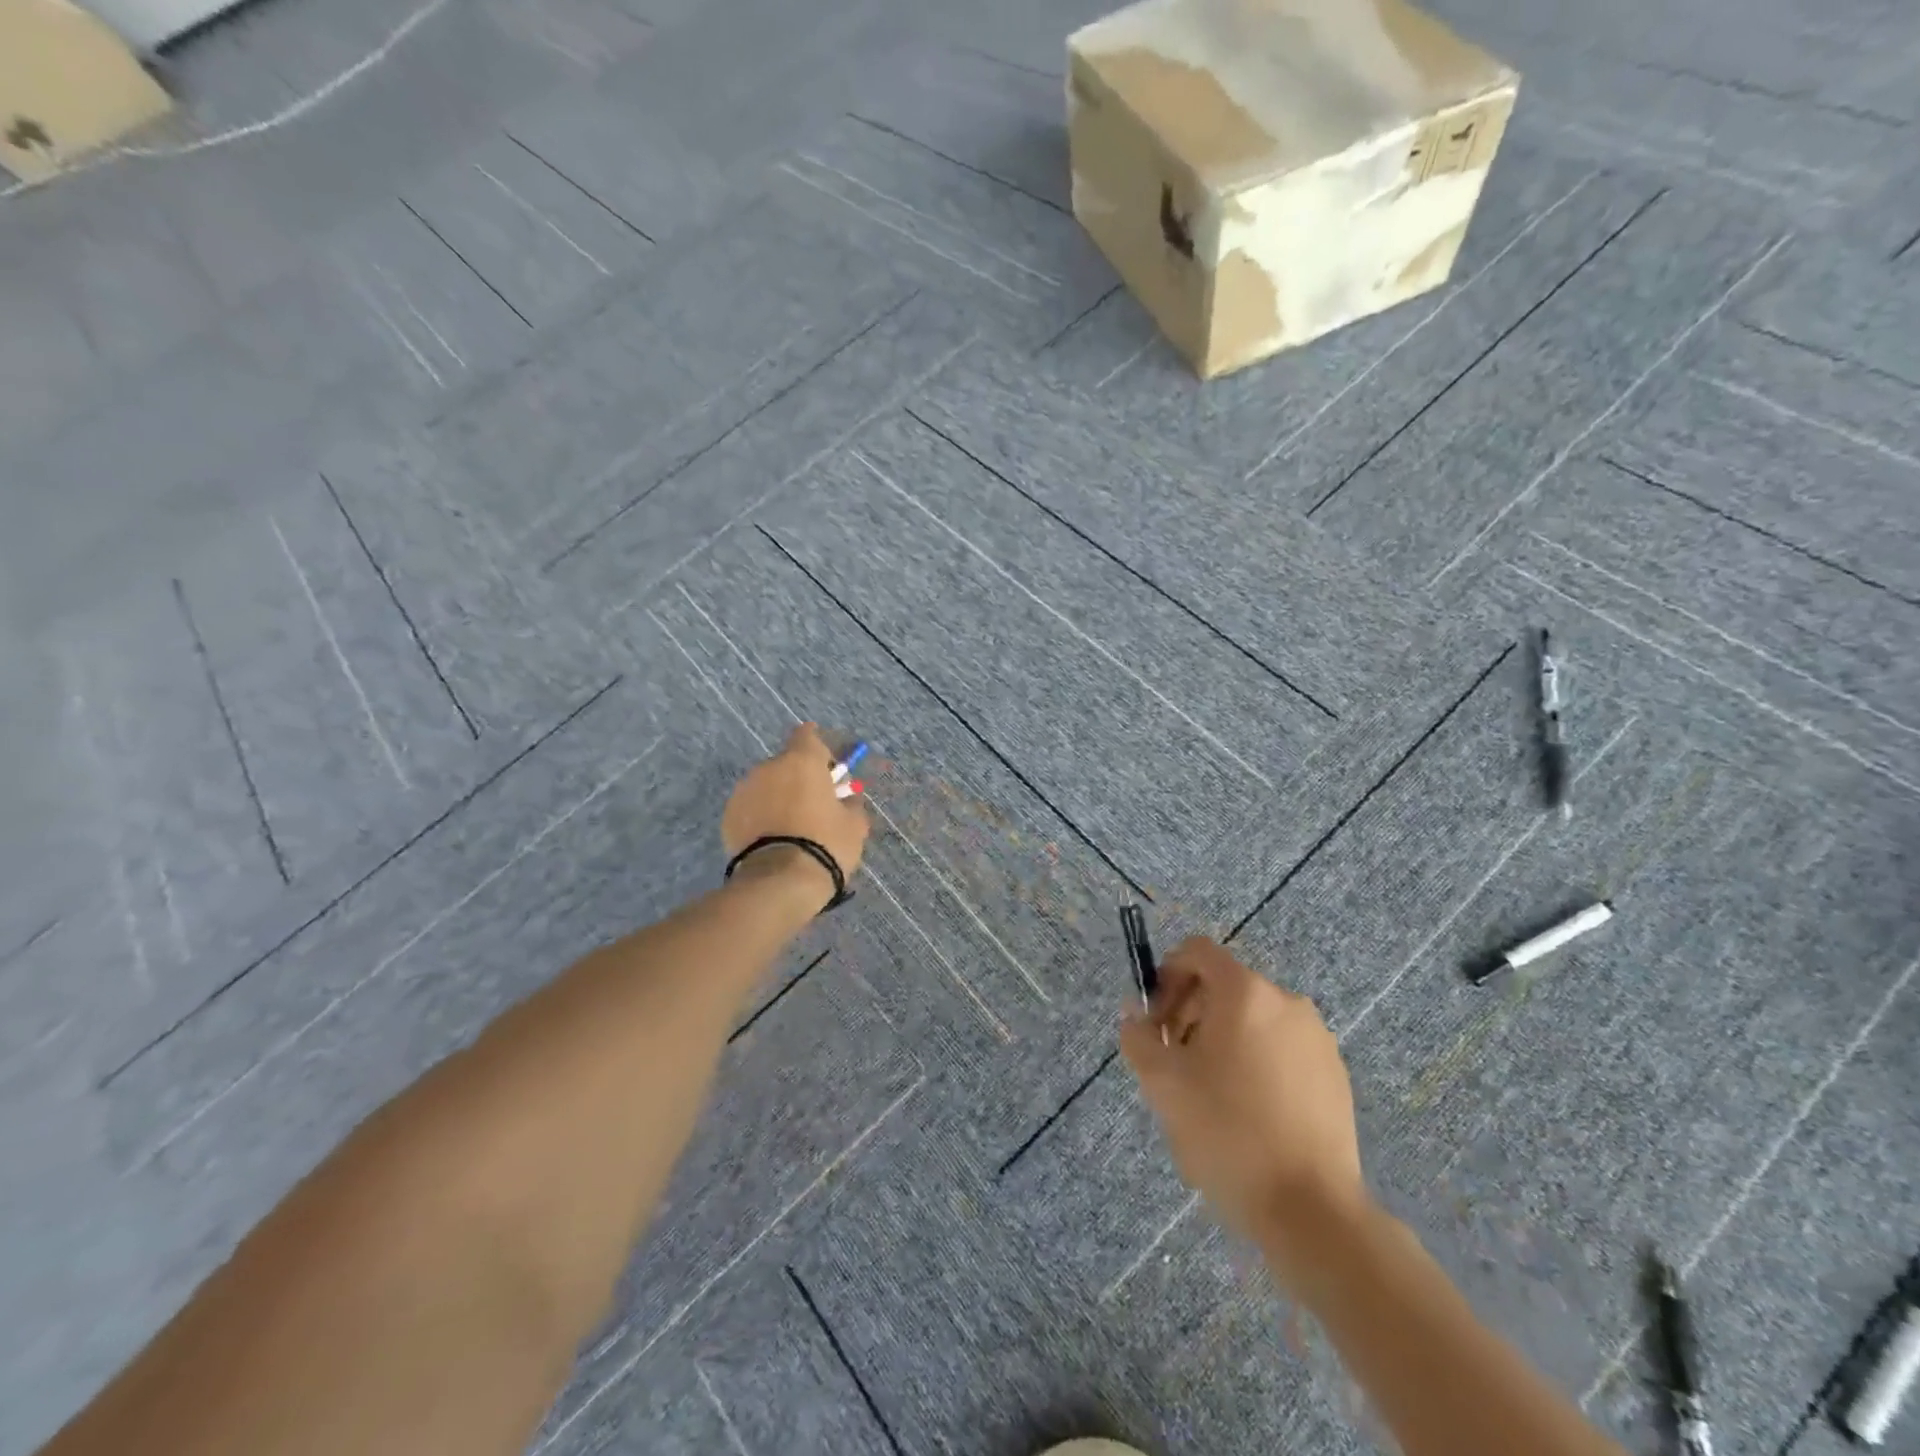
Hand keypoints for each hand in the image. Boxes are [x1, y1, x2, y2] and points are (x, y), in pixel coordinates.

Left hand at [721, 724, 870, 900]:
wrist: (779, 882)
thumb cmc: (825, 845)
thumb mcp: (854, 825)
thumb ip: (851, 804)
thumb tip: (847, 799)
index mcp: (802, 761)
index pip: (807, 735)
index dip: (818, 748)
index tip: (827, 765)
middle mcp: (769, 768)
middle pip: (786, 764)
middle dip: (800, 778)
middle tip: (814, 804)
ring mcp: (744, 791)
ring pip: (766, 786)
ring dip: (779, 797)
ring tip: (792, 826)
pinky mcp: (728, 816)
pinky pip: (751, 808)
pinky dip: (762, 816)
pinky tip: (773, 839)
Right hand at [1120, 938, 1365, 1253]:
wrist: (1312, 1211)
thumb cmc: (1227, 1132)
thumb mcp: (1162, 1082)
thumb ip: (1138, 1036)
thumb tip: (1136, 1017)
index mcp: (1245, 991)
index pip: (1197, 951)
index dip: (1166, 976)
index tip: (1156, 1022)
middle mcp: (1287, 1002)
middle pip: (1225, 985)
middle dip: (1191, 1012)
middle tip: (1175, 1061)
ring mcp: (1317, 1039)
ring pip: (1254, 1019)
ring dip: (1223, 1039)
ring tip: (1210, 1092)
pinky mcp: (1336, 1076)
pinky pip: (1283, 1049)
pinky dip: (1257, 1062)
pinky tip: (1248, 1113)